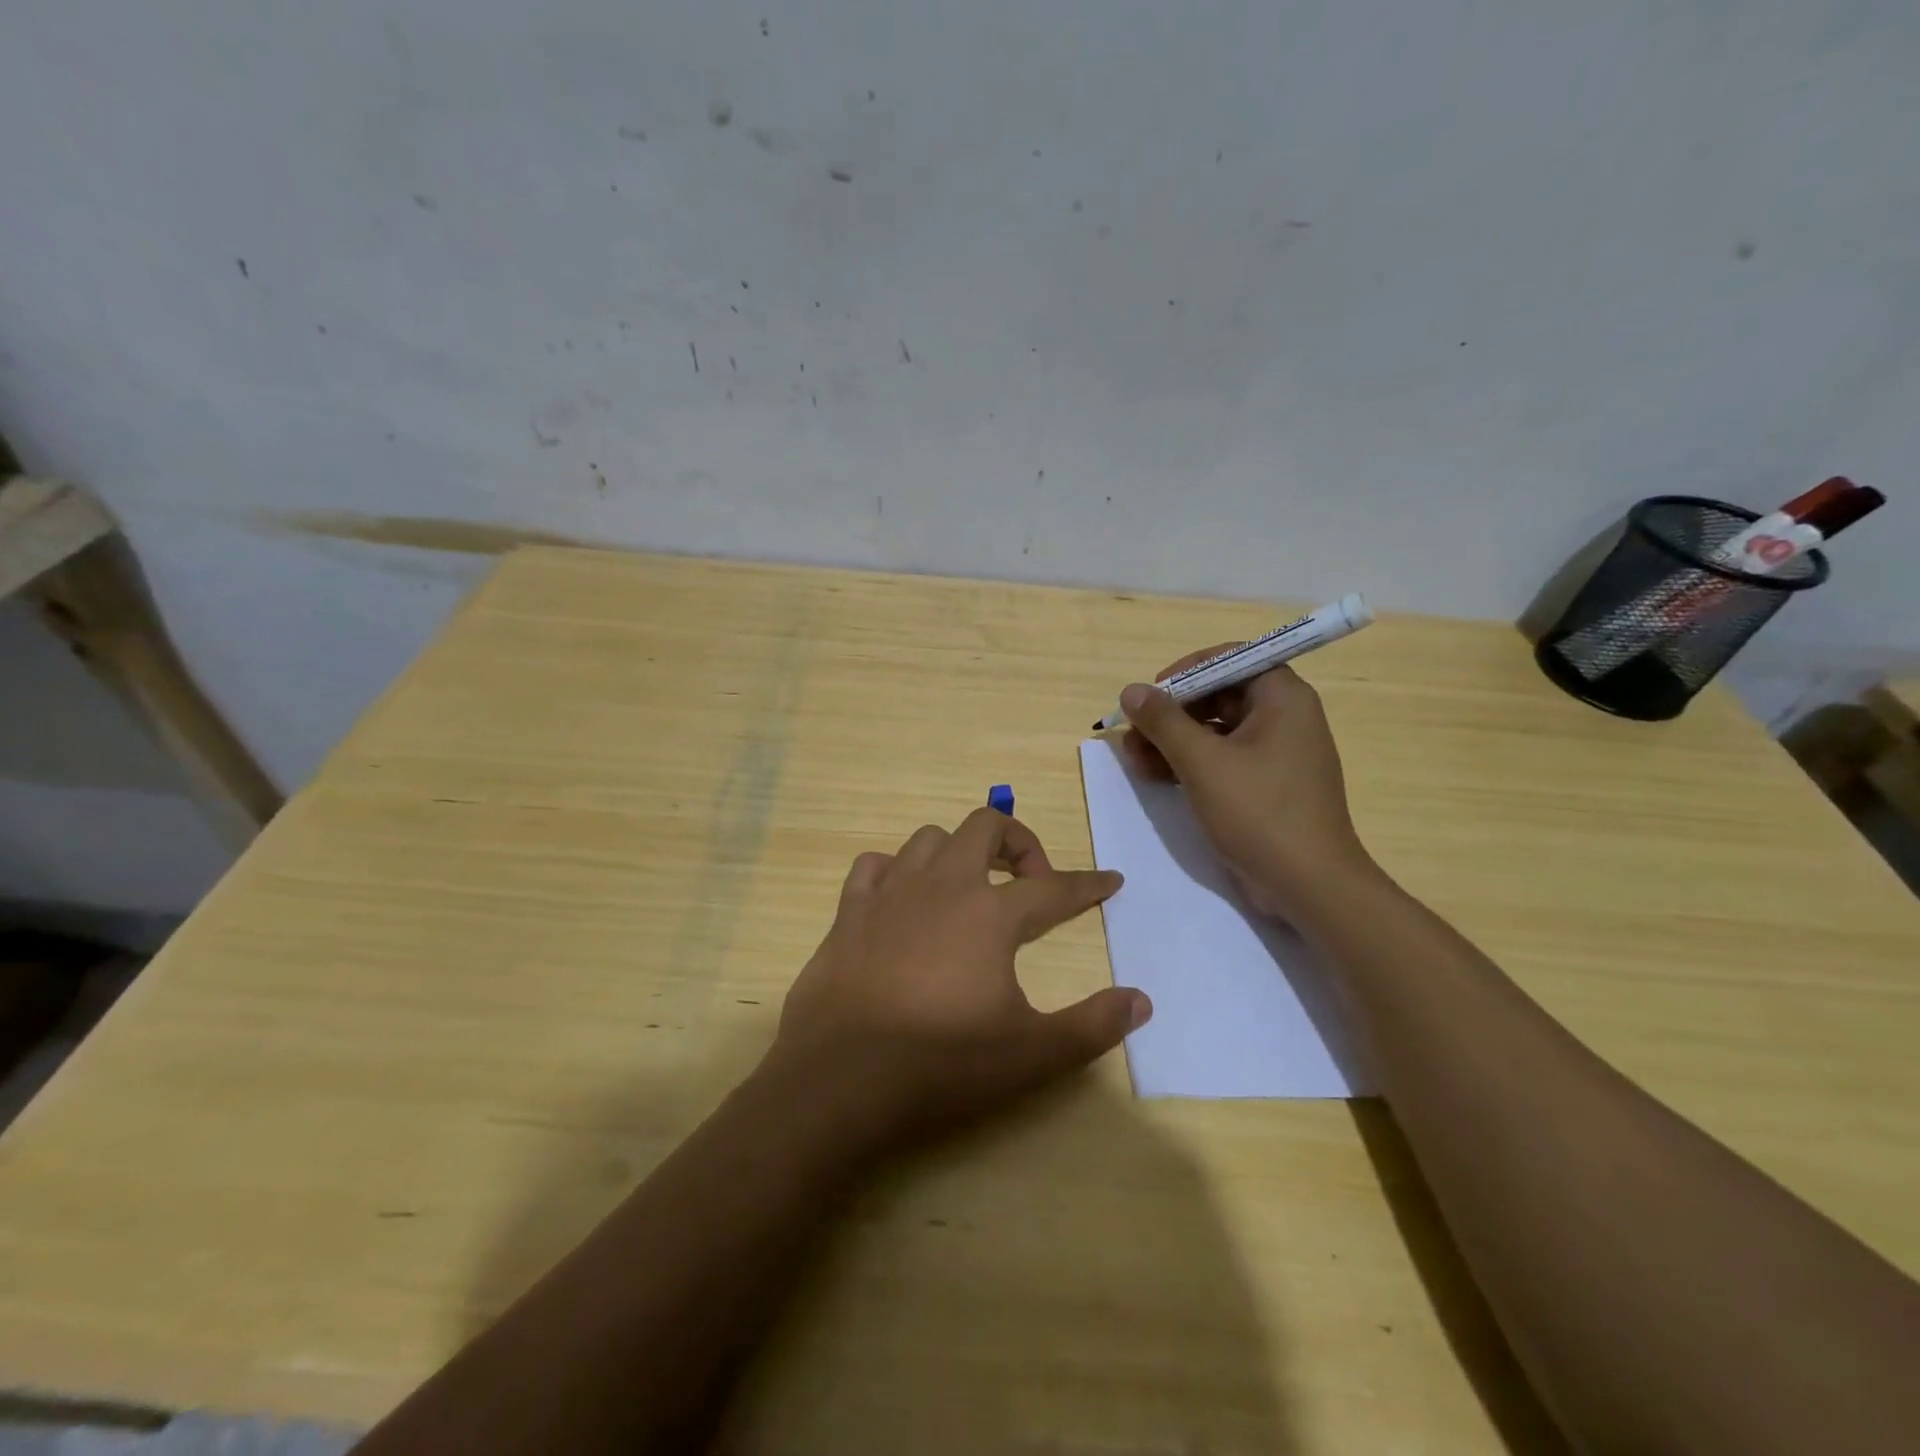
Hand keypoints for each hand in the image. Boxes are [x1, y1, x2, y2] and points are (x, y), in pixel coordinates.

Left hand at [771, 808, 1149, 1154]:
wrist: (839, 1078)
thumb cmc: (941, 1062)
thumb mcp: (1031, 1054)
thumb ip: (1092, 1025)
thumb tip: (1141, 1000)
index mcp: (990, 914)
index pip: (1054, 887)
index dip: (1087, 884)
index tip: (1110, 880)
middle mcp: (942, 886)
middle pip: (984, 826)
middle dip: (1017, 842)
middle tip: (1028, 881)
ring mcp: (890, 893)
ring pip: (929, 838)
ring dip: (957, 852)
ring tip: (968, 888)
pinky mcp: (849, 911)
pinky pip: (874, 865)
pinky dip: (894, 871)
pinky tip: (902, 899)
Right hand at [1120, 650, 1375, 920]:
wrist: (1309, 886)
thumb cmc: (1259, 812)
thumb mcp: (1202, 762)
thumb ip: (1164, 722)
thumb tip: (1131, 691)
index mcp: (1282, 698)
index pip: (1231, 660)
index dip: (1187, 671)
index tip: (1152, 694)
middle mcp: (1284, 717)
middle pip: (1219, 695)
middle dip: (1171, 713)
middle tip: (1133, 732)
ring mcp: (1276, 754)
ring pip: (1215, 730)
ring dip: (1173, 740)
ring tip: (1133, 757)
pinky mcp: (1265, 785)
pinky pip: (1222, 759)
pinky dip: (1189, 763)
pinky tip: (1155, 775)